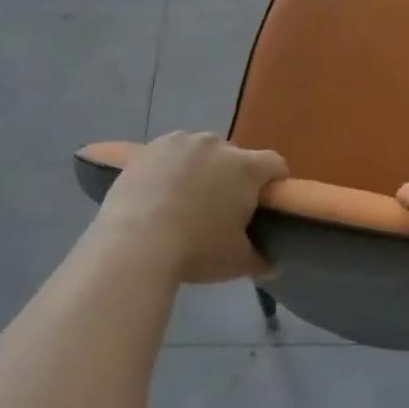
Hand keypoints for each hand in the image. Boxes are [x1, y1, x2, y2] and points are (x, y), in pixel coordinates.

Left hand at [96, 132, 286, 283]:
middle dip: (233, 176)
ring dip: (200, 168)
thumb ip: (261, 260)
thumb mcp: (237, 262)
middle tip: (221, 208)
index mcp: (245, 168)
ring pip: (200, 152)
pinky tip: (158, 193)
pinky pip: (168, 154)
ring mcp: (179, 142)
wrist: (133, 244)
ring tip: (184, 199)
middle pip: (235, 156)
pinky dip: (169, 168)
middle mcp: (216, 145)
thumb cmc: (196, 250)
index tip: (266, 202)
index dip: (275, 181)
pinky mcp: (147, 149)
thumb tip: (273, 265)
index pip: (275, 164)